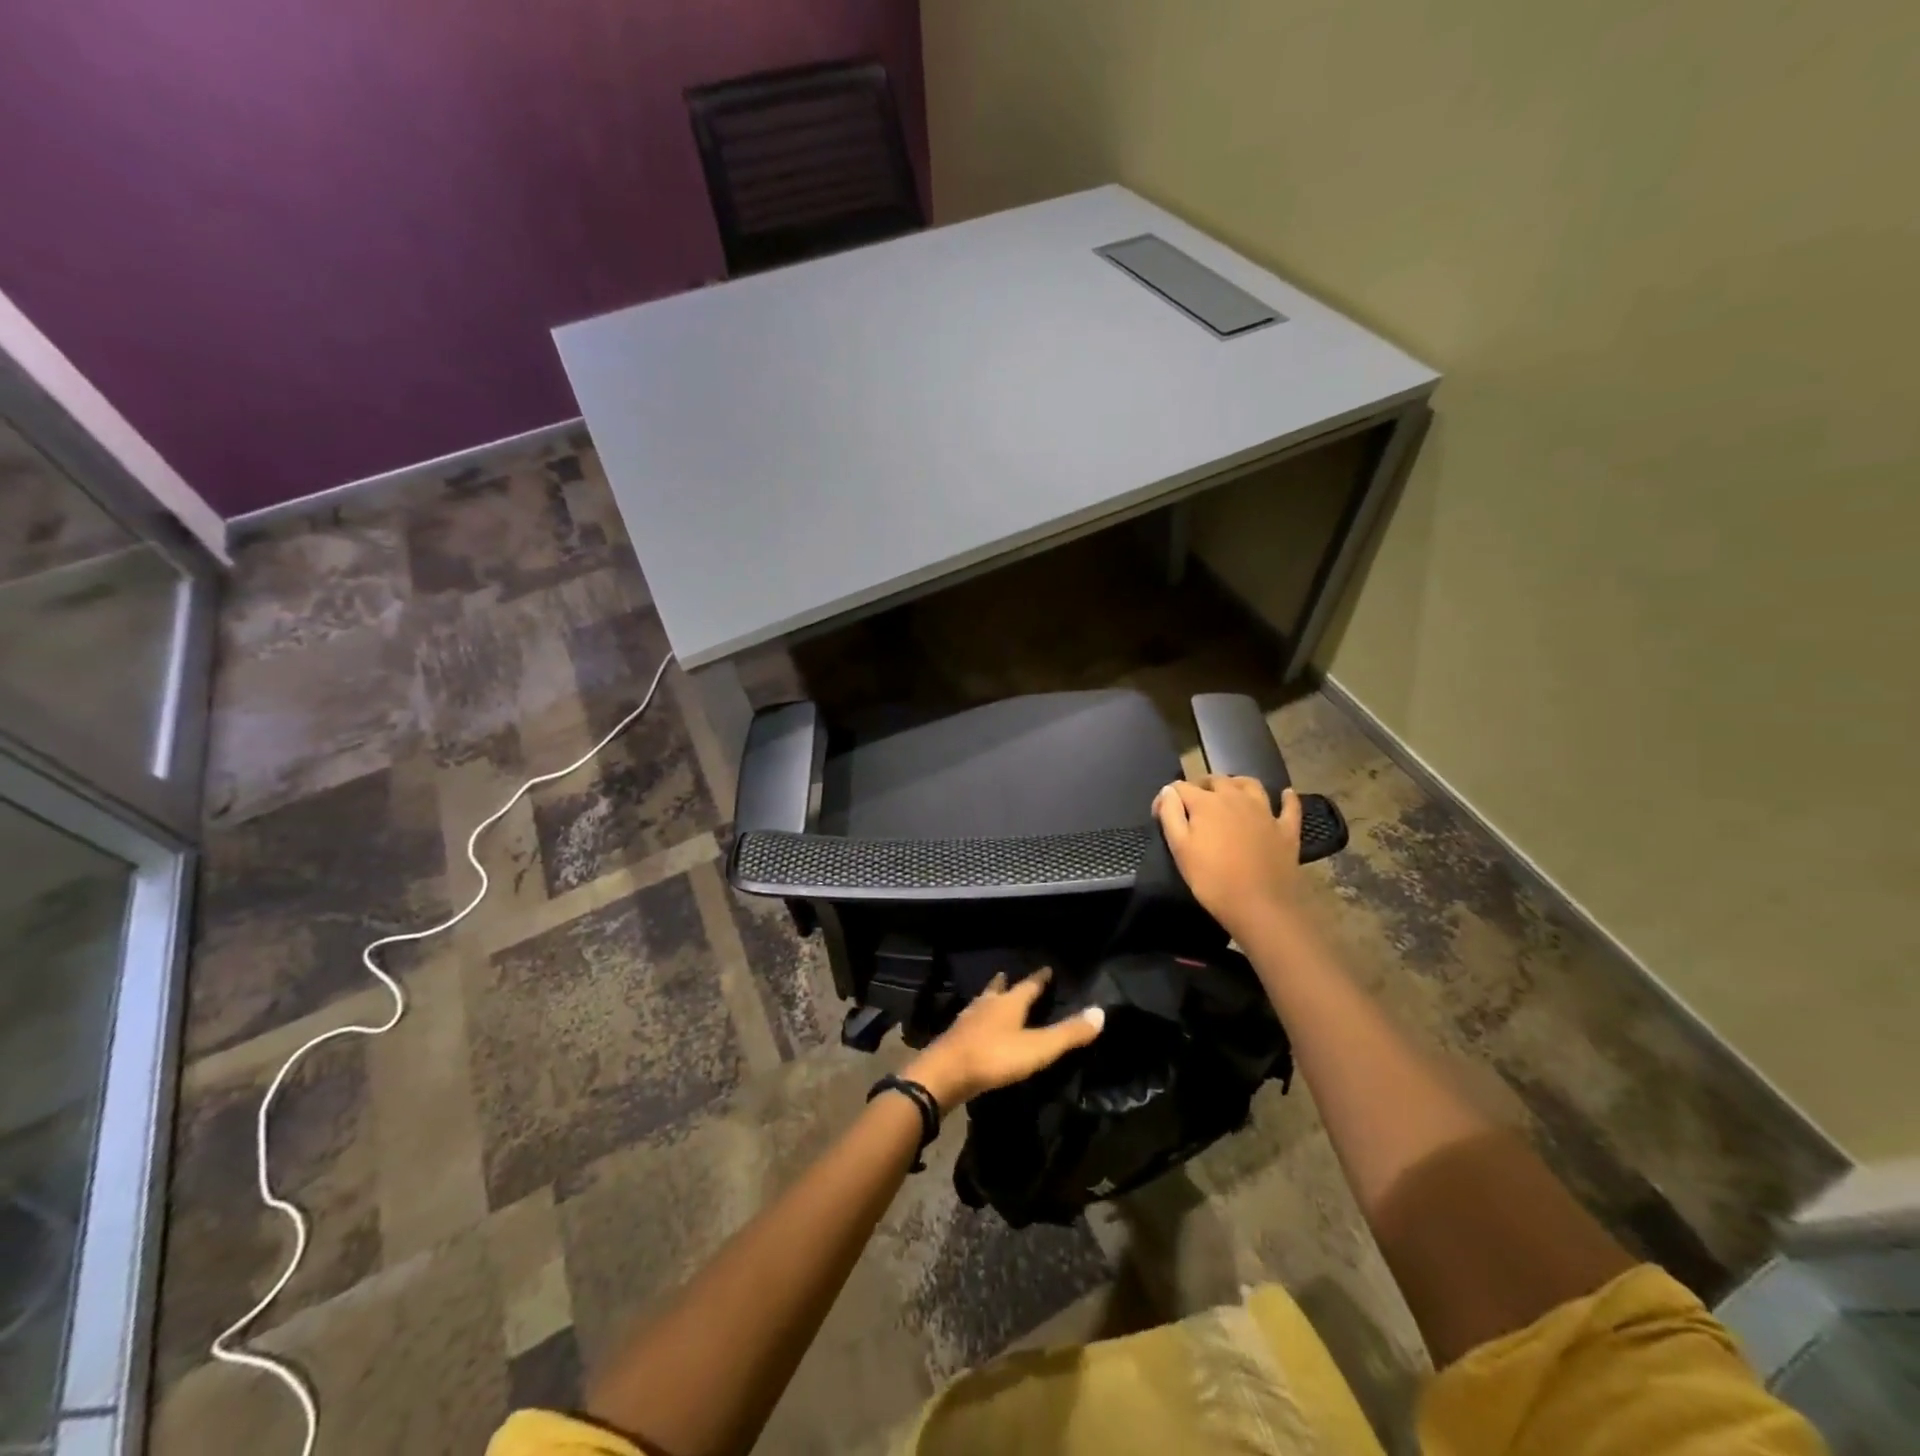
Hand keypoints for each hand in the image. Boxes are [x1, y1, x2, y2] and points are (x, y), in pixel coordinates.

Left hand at [905, 968, 1103, 1111]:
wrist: (945, 1074)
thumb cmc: (995, 1057)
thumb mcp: (1037, 1048)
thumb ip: (1068, 1034)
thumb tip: (1100, 1012)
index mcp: (1009, 1003)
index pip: (1029, 985)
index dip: (1039, 978)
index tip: (1046, 969)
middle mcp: (987, 1004)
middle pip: (999, 988)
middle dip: (1007, 983)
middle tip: (1009, 975)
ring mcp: (967, 1019)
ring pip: (982, 1002)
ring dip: (990, 998)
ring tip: (994, 997)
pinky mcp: (955, 1037)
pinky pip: (970, 1021)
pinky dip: (978, 1019)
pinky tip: (976, 1026)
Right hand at [1154, 776, 1304, 940]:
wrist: (1260, 906)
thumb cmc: (1212, 879)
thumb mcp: (1180, 848)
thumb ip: (1170, 814)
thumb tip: (1168, 790)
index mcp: (1206, 803)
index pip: (1180, 787)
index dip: (1167, 797)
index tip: (1159, 815)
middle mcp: (1236, 798)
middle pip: (1215, 780)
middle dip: (1201, 786)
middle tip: (1192, 804)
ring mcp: (1264, 812)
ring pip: (1249, 784)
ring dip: (1236, 783)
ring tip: (1229, 793)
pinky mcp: (1286, 829)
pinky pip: (1289, 806)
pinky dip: (1286, 798)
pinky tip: (1285, 794)